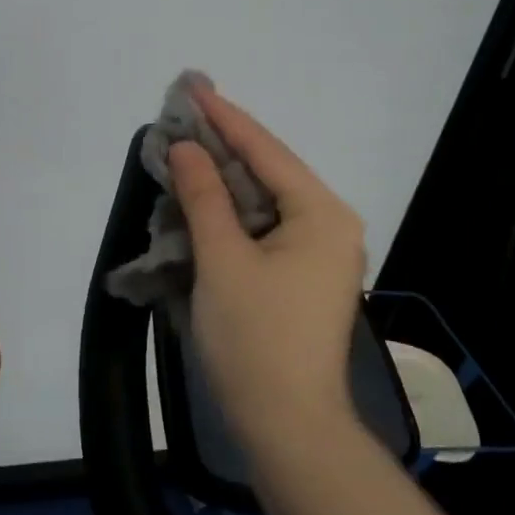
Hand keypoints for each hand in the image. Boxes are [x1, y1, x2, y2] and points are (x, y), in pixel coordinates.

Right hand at [168, 87, 366, 464]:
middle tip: (184, 116)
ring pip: (266, 200)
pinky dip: (233, 212)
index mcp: (322, 213)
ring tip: (188, 148)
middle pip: (270, 171)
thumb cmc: (255, 338)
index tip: (193, 88)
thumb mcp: (222, 259)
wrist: (288, 427)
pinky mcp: (304, 276)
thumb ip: (204, 196)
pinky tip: (205, 199)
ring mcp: (321, 253)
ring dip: (226, 179)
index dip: (225, 118)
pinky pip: (266, 227)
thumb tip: (186, 149)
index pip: (266, 151)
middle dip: (225, 145)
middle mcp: (330, 224)